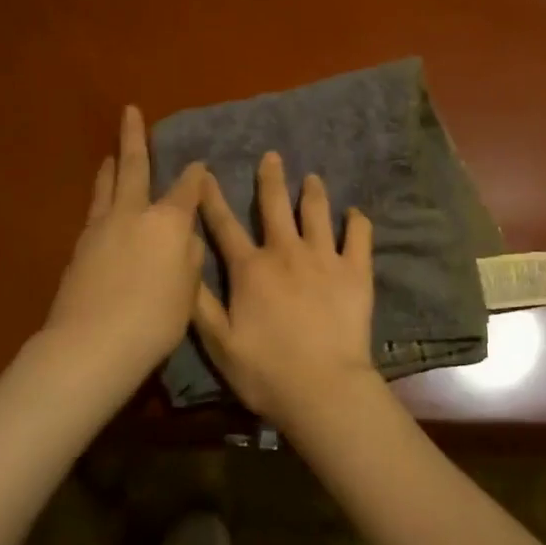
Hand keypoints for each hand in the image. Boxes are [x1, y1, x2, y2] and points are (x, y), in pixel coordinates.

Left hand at [43, 106, 206, 382]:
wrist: (92, 344)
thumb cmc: (154, 320)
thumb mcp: (188, 292)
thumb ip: (188, 258)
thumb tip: (184, 239)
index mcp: (168, 223)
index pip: (186, 189)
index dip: (195, 176)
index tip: (199, 166)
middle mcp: (133, 215)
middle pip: (133, 168)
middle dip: (134, 138)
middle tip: (130, 111)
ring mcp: (101, 228)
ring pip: (107, 187)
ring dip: (111, 167)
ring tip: (112, 153)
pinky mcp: (80, 247)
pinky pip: (95, 211)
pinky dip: (101, 198)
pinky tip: (103, 204)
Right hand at [192, 151, 377, 424]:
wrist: (323, 388)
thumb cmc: (265, 371)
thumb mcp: (218, 343)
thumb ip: (200, 302)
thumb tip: (186, 264)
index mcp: (250, 269)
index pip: (224, 225)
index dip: (212, 198)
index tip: (205, 173)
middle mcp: (286, 252)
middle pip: (275, 206)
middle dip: (270, 179)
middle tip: (272, 156)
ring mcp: (324, 258)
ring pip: (317, 213)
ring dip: (313, 192)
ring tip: (313, 177)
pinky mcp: (355, 271)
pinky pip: (359, 237)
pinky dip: (357, 222)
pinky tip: (355, 213)